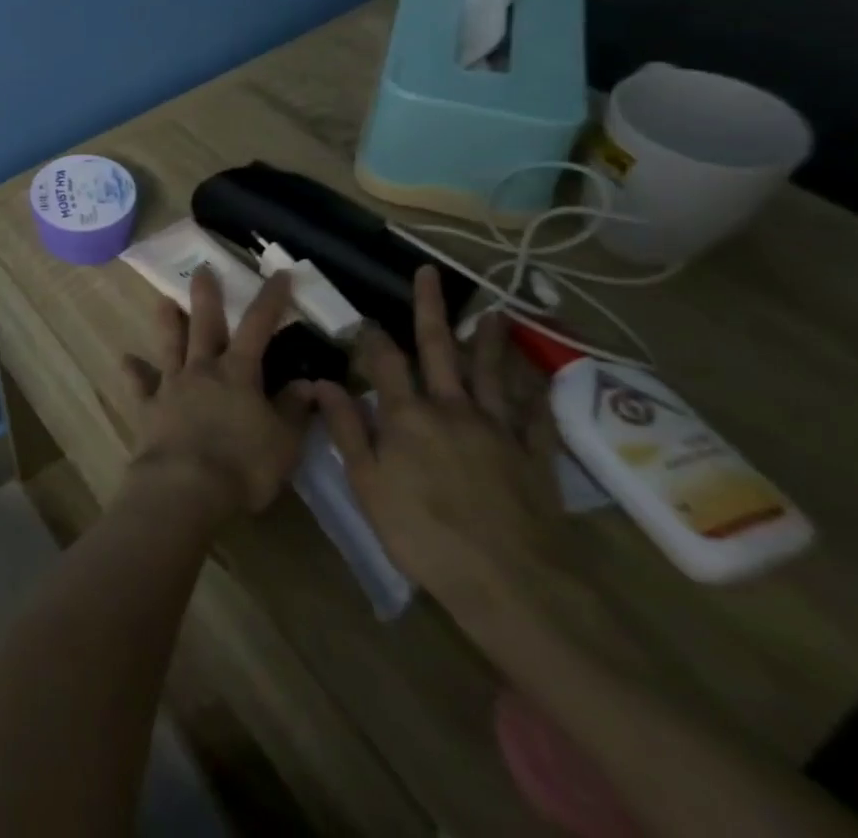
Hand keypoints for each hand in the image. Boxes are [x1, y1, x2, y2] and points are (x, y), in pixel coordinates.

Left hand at [121, 266, 312, 522]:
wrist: (185, 487)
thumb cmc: (243, 466)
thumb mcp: (284, 442)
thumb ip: (294, 410)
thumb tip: (309, 384)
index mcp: (239, 374)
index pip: (258, 327)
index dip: (270, 299)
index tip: (279, 274)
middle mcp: (203, 370)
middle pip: (205, 325)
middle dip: (206, 296)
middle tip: (202, 269)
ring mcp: (172, 386)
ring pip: (169, 345)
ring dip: (167, 322)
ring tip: (162, 300)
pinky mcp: (149, 407)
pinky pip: (140, 385)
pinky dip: (133, 371)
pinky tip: (125, 360)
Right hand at [314, 266, 566, 615]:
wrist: (512, 584)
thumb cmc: (424, 534)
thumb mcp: (368, 484)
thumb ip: (347, 429)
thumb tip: (321, 381)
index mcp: (407, 415)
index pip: (385, 361)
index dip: (372, 336)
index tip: (364, 317)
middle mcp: (452, 409)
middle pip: (438, 349)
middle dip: (430, 309)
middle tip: (430, 273)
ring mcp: (498, 430)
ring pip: (491, 373)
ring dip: (488, 340)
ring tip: (491, 311)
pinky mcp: (535, 457)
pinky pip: (536, 416)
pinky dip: (535, 392)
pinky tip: (536, 376)